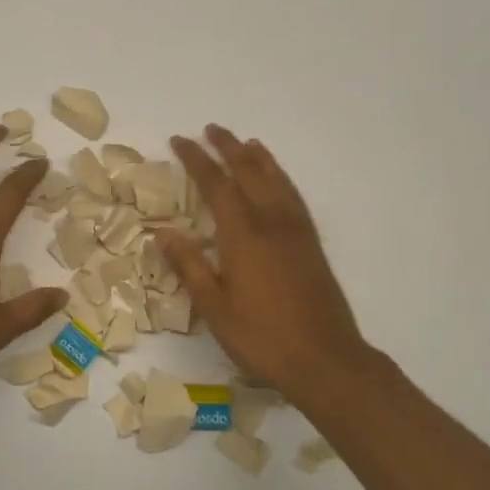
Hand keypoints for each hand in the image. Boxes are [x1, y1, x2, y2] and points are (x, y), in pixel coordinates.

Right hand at [160, 125, 375, 398]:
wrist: (327, 360)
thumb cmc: (262, 338)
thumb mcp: (215, 308)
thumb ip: (190, 266)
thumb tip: (163, 232)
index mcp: (243, 235)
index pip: (215, 184)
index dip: (196, 160)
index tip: (179, 140)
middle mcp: (271, 222)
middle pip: (248, 172)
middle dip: (227, 148)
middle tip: (211, 130)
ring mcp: (296, 231)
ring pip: (275, 180)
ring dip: (257, 158)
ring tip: (245, 142)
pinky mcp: (311, 243)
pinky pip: (293, 195)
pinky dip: (280, 177)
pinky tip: (277, 181)